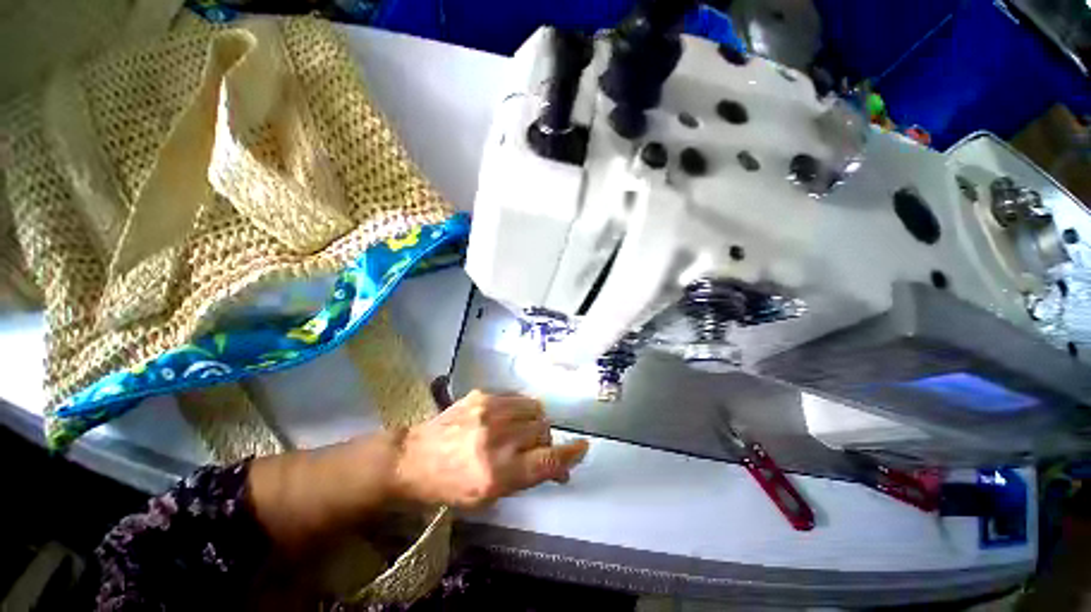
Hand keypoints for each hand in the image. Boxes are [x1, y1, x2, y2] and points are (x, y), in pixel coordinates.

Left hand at [393, 390, 588, 507]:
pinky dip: (521, 409)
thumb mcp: (489, 497)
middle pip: (544, 431)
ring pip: (535, 409)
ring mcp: (490, 411)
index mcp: (498, 473)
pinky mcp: (483, 395)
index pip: (548, 460)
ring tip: (522, 430)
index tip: (583, 447)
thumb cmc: (449, 487)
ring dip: (535, 422)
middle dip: (545, 442)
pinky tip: (508, 418)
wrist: (413, 458)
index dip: (570, 454)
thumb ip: (526, 478)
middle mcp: (498, 438)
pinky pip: (518, 397)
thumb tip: (558, 468)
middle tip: (533, 449)